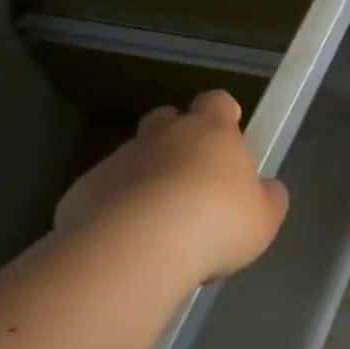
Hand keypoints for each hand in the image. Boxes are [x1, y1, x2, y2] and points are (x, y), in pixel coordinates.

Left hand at [56, 91, 288, 278]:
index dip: (222, 115)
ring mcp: (119, 159)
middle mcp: (164, 134)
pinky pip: (102, 192)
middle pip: (167, 119)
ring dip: (143, 179)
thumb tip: (266, 190)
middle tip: (189, 180)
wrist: (137, 248)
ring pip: (133, 157)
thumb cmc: (216, 222)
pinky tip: (124, 244)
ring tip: (156, 225)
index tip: (227, 136)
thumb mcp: (264, 218)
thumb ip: (267, 198)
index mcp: (211, 130)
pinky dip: (112, 210)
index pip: (217, 101)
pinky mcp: (82, 191)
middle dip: (175, 140)